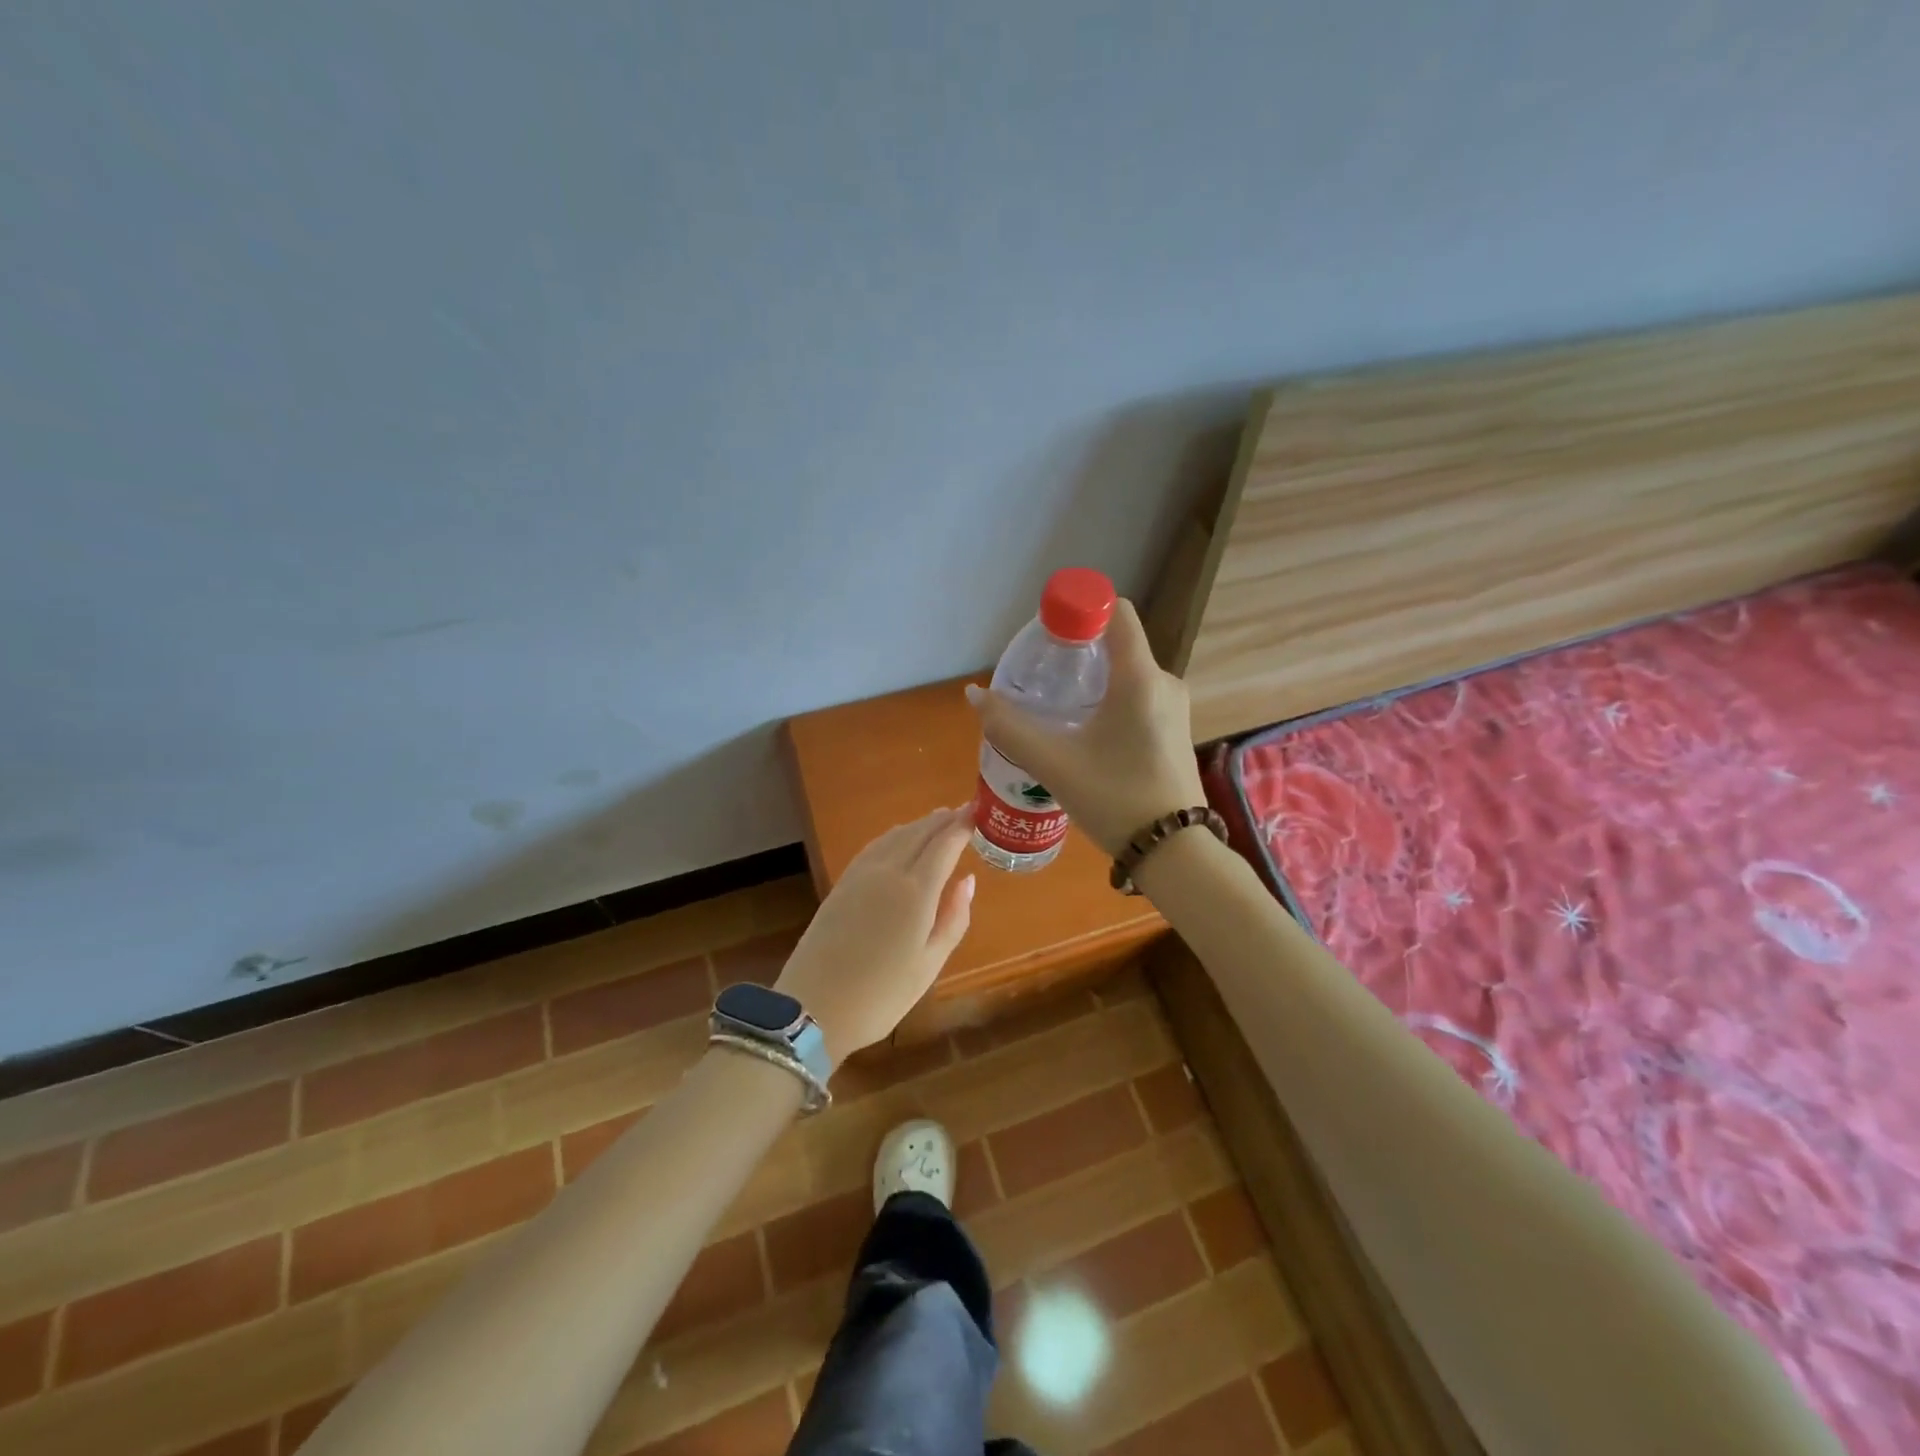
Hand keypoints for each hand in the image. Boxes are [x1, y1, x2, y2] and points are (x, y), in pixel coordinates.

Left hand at [773, 806, 975, 1066]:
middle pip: (920, 833)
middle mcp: (888, 871)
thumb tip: (967, 881)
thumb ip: (953, 918)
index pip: (944, 844)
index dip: (963, 824)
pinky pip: (875, 846)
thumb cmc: (881, 995)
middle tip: (963, 811)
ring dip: (919, 825)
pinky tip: (899, 839)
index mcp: (916, 891)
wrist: (812, 1007)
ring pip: (895, 836)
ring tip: (937, 820)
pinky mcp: (842, 884)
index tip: (980, 811)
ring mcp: (861, 875)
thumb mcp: (929, 964)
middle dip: (943, 820)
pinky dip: (895, 836)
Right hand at [965, 597, 1205, 855]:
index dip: (1080, 609)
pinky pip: (1137, 697)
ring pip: (1126, 674)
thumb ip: (1010, 727)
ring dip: (1091, 680)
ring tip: (1056, 707)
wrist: (1175, 852)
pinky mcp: (1174, 730)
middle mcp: (1164, 682)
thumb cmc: (1116, 799)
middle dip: (1076, 651)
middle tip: (1041, 677)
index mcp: (1140, 678)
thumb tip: (974, 695)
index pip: (1117, 612)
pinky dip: (1108, 700)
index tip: (1047, 633)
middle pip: (1116, 644)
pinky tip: (1084, 731)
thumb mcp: (1054, 764)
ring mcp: (1174, 707)